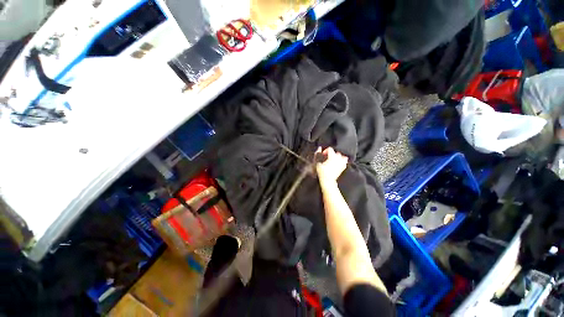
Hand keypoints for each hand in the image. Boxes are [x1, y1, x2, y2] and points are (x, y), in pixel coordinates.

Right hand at [315, 147, 347, 183]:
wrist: (328, 180)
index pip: (330, 149)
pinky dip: (342, 162)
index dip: (325, 151)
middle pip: (336, 152)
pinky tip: (337, 164)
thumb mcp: (318, 162)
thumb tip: (319, 148)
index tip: (323, 155)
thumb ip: (318, 154)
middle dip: (332, 154)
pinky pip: (344, 162)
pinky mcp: (343, 168)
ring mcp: (342, 163)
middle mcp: (338, 159)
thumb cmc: (322, 172)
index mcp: (332, 156)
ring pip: (342, 156)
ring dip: (338, 157)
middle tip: (327, 158)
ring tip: (334, 160)